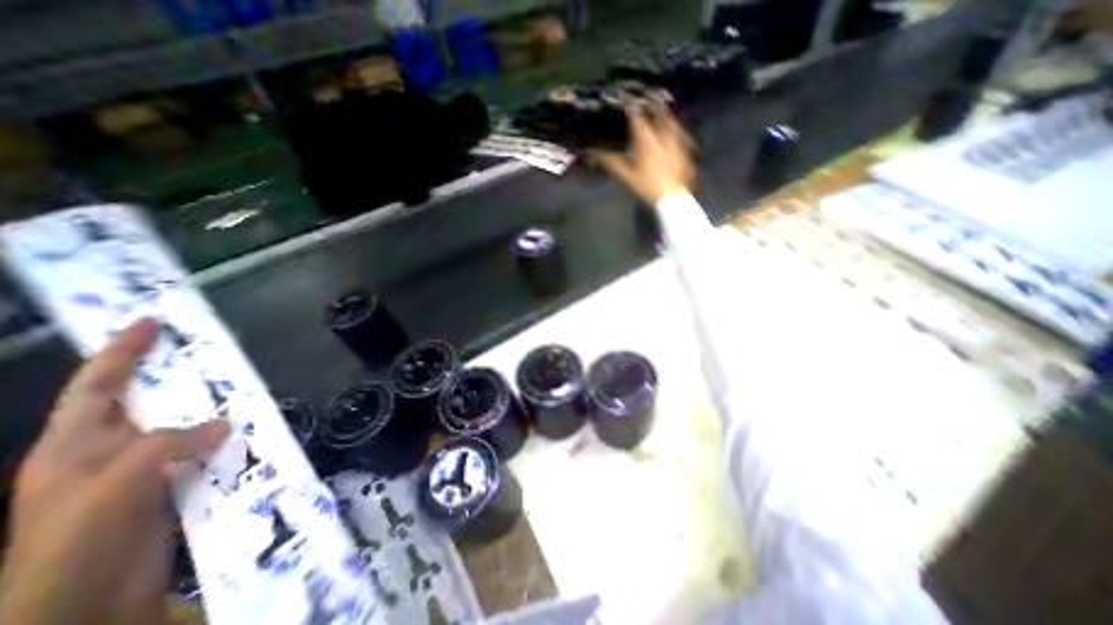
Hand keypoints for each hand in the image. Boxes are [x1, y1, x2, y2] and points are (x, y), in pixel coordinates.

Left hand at [0, 319, 227, 622]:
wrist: (84, 611)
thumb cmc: (77, 545)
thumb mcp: (113, 487)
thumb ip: (168, 444)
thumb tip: (224, 422)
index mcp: (74, 447)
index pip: (97, 386)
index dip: (122, 352)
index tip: (150, 322)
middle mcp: (109, 452)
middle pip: (148, 401)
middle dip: (177, 376)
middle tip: (211, 353)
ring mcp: (144, 471)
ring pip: (184, 426)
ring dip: (211, 408)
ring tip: (240, 388)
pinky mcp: (172, 486)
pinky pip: (204, 451)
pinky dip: (225, 438)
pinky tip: (248, 431)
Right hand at [601, 105, 693, 204]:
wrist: (671, 197)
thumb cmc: (647, 186)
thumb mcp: (627, 176)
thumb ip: (613, 163)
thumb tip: (597, 153)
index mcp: (646, 142)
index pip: (637, 118)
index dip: (631, 106)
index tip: (625, 97)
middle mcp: (662, 137)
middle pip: (658, 113)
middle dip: (652, 102)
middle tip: (648, 94)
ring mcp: (675, 142)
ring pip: (671, 121)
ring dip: (665, 113)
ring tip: (662, 107)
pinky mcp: (684, 149)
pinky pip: (680, 133)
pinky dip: (674, 127)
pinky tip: (674, 128)